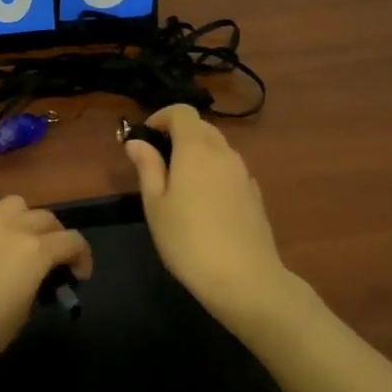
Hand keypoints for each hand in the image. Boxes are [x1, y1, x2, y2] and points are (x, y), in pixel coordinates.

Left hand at [0, 196, 92, 391]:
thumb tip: (31, 279)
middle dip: (56, 237)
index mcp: (34, 250)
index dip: (83, 257)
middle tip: (51, 261)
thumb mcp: (20, 316)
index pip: (72, 241)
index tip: (78, 277)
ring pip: (15, 205)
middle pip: (45, 217)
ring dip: (25, 220)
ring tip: (18, 244)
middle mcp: (10, 227)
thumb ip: (33, 287)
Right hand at [124, 105, 289, 330]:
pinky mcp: (255, 195)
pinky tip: (204, 204)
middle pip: (202, 128)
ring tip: (179, 184)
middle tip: (157, 161)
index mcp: (196, 150)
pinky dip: (214, 173)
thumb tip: (136, 142)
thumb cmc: (188, 240)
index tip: (145, 136)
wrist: (245, 279)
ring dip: (197, 154)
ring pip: (218, 149)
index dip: (161, 117)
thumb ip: (147, 167)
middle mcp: (224, 153)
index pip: (182, 112)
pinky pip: (230, 170)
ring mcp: (244, 174)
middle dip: (178, 134)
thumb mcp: (155, 205)